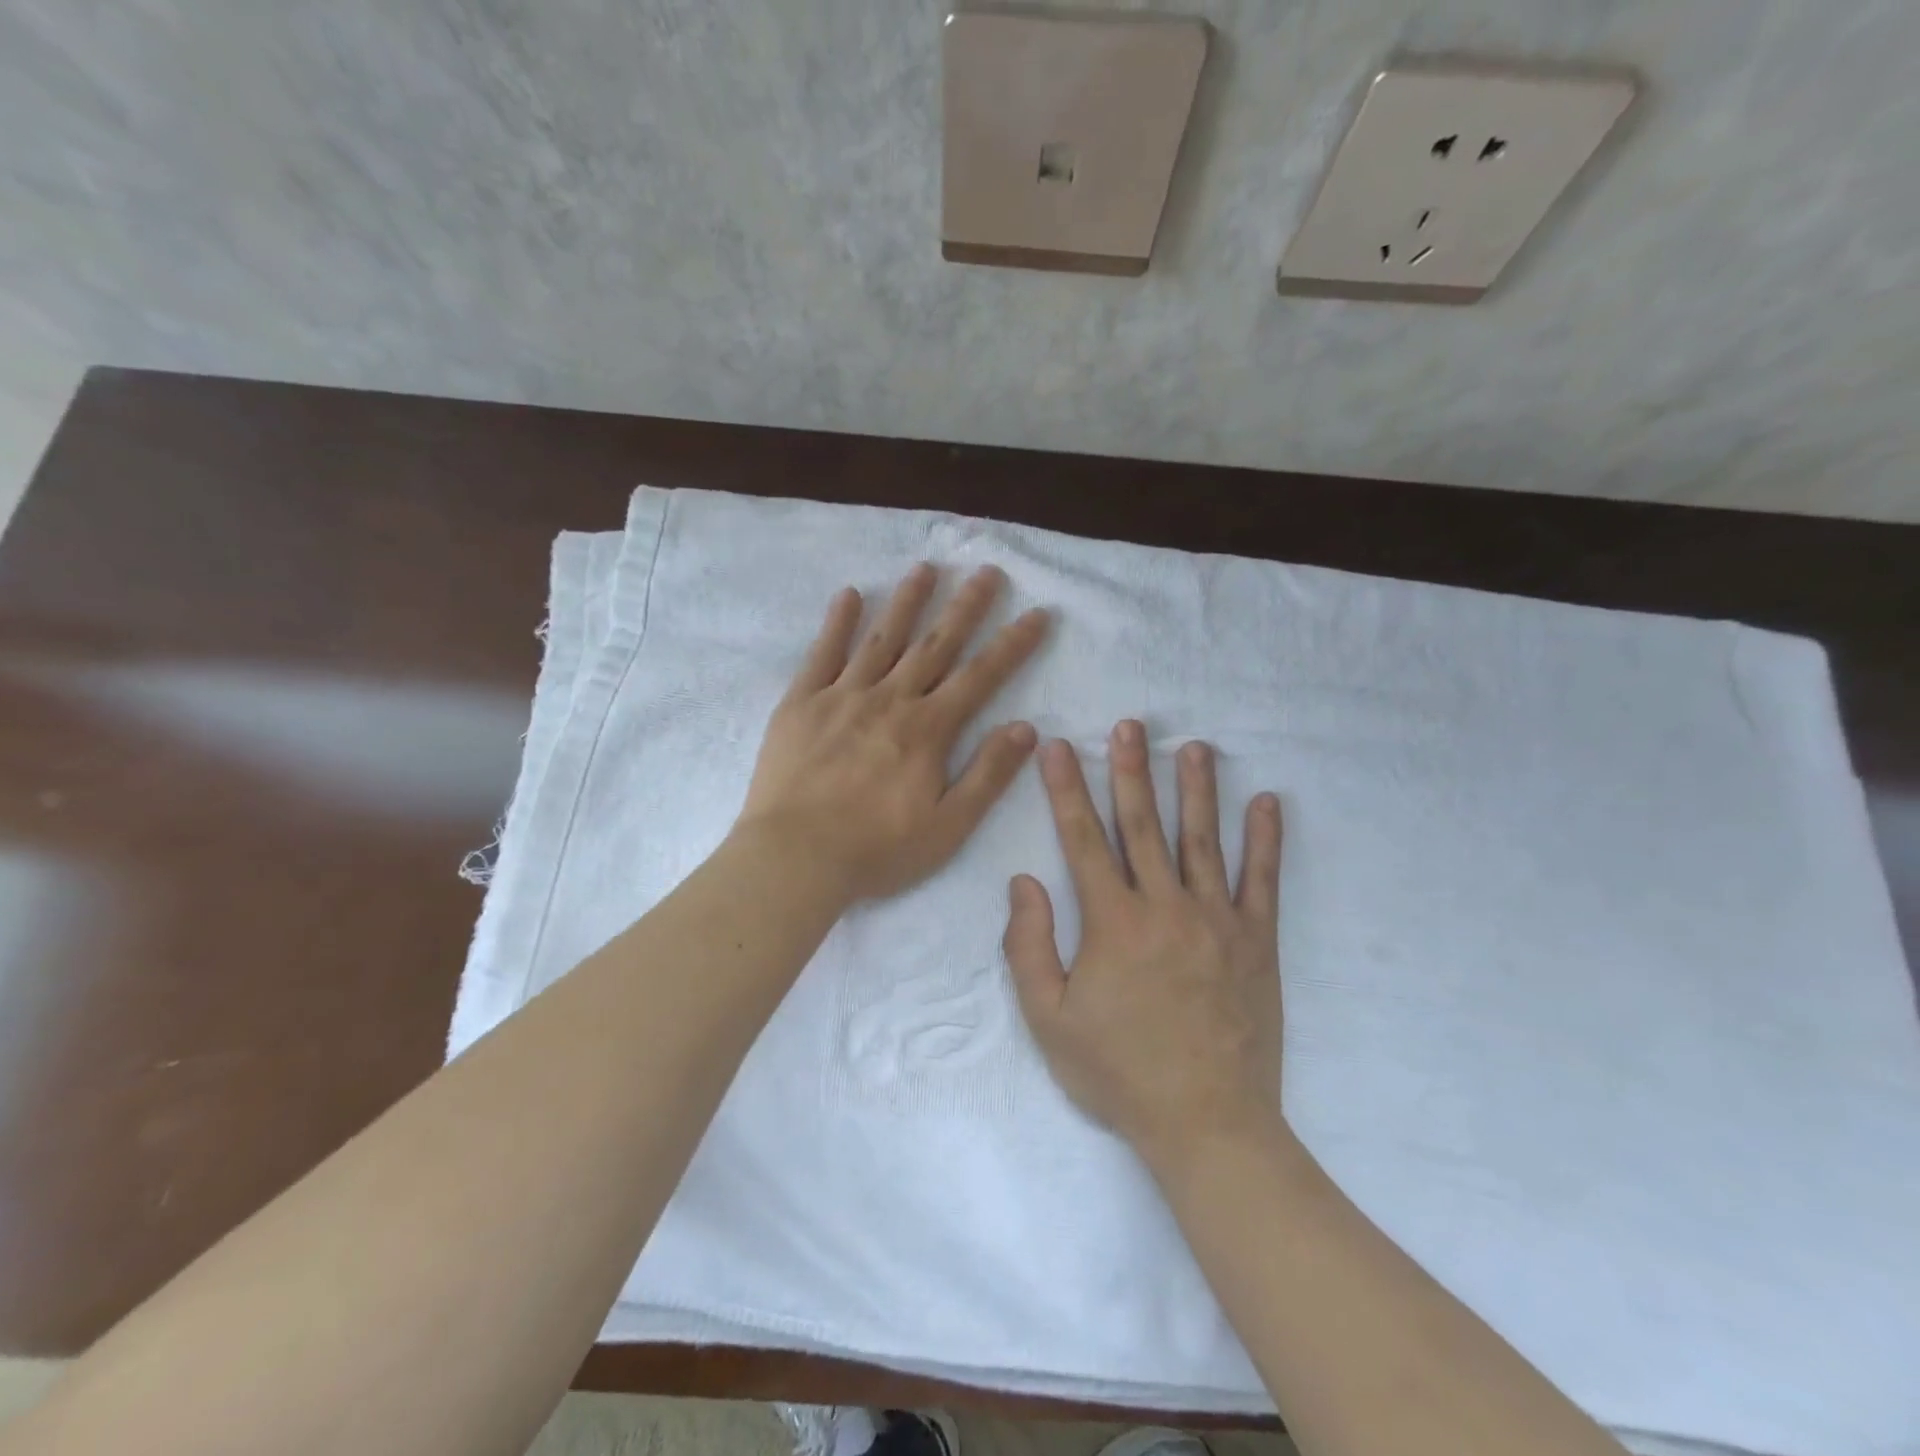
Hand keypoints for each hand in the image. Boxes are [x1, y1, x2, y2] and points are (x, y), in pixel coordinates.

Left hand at [738, 563, 1048, 902]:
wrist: (794, 858)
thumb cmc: (876, 850)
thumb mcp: (948, 826)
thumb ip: (988, 775)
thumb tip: (1026, 728)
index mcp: (928, 729)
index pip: (981, 676)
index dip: (1012, 644)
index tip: (1037, 613)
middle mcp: (890, 700)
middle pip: (935, 644)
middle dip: (965, 607)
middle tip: (986, 570)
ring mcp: (842, 696)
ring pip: (882, 638)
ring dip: (907, 602)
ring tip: (926, 568)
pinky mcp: (801, 703)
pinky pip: (822, 653)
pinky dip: (837, 622)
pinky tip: (849, 595)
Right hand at [1004, 721, 1284, 1173]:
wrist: (1207, 1123)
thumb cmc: (1119, 1072)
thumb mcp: (1049, 1019)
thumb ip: (1028, 946)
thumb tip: (1022, 881)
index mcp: (1112, 922)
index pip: (1083, 839)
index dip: (1067, 790)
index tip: (1060, 748)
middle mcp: (1164, 906)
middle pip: (1143, 825)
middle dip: (1131, 771)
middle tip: (1130, 726)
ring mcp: (1216, 919)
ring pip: (1202, 839)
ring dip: (1195, 789)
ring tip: (1193, 747)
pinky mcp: (1256, 940)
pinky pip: (1262, 880)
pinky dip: (1266, 839)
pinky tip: (1268, 802)